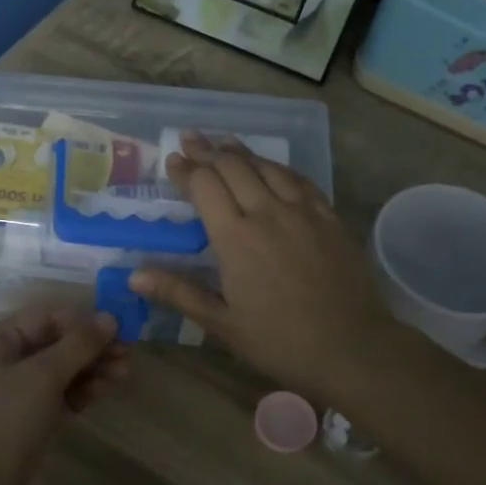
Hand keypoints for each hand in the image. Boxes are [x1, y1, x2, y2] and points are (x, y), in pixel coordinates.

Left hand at [0, 307, 127, 484]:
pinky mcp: (30, 418)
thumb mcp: (42, 377)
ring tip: (126, 370)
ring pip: (61, 370)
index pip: (46, 317)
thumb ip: (78, 345)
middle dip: (92, 346)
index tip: (119, 327)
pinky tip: (111, 386)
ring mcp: (17, 391)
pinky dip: (84, 389)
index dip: (83, 320)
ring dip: (93, 367)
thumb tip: (109, 318)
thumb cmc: (2, 421)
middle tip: (129, 352)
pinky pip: (61, 394)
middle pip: (56, 342)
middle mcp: (4, 359)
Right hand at [130, 135, 402, 403]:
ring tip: (225, 141)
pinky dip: (279, 167)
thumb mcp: (222, 324)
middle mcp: (267, 213)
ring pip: (267, 167)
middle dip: (208, 150)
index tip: (172, 159)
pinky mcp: (329, 217)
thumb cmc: (280, 341)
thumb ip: (179, 293)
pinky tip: (273, 166)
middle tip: (191, 138)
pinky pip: (300, 180)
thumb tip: (134, 276)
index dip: (186, 171)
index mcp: (235, 238)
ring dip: (242, 151)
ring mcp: (302, 211)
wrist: (351, 346)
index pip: (204, 187)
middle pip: (233, 167)